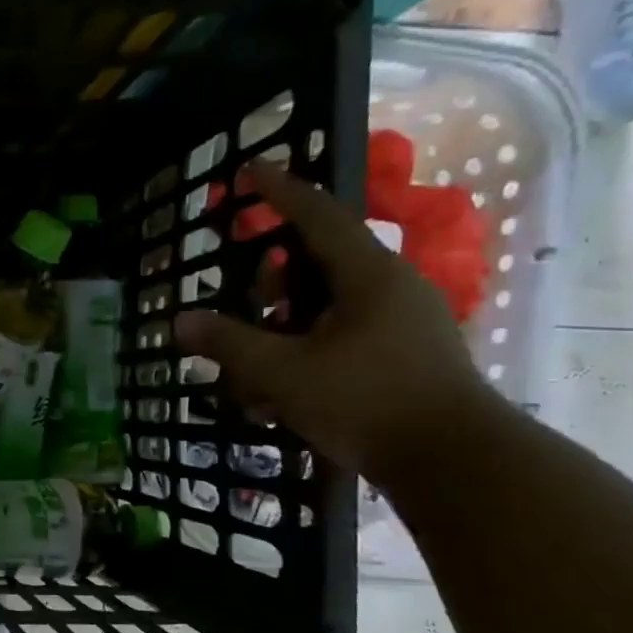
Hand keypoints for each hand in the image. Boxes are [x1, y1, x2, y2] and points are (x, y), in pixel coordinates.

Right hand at [174, 164, 501, 485]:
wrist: (454, 463)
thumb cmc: (366, 402)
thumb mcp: (283, 373)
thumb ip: (229, 343)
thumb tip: (179, 320)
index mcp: (368, 275)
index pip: (317, 215)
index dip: (279, 191)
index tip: (248, 170)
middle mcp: (390, 288)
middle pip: (318, 265)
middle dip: (272, 282)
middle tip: (244, 299)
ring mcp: (403, 323)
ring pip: (326, 310)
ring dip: (283, 332)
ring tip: (252, 375)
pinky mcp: (405, 357)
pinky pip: (342, 339)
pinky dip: (305, 357)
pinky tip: (278, 401)